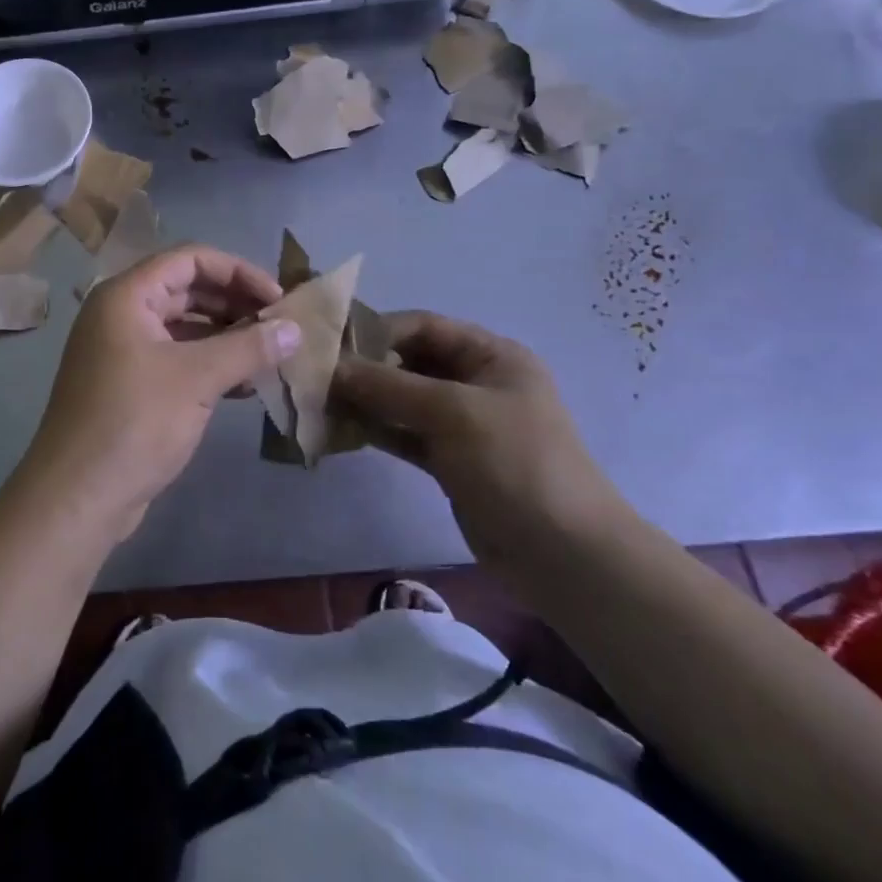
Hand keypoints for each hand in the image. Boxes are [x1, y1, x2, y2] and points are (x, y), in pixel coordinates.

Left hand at [18, 244, 298, 538]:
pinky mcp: (130, 385)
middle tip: (280, 326)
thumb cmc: (134, 422)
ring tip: (270, 355)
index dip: (238, 272)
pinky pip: (177, 358)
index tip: (277, 299)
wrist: (78, 496)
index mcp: (127, 296)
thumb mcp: (197, 379)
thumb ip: (249, 348)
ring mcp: (123, 351)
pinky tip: (245, 385)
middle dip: (235, 304)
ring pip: (184, 326)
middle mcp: (121, 314)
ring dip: (226, 336)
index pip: (190, 259)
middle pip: (187, 289)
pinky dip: (210, 364)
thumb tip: (296, 329)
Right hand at [331, 312, 634, 578]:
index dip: (376, 330)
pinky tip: (339, 431)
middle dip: (365, 368)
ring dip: (365, 400)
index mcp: (491, 356)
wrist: (564, 555)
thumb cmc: (515, 463)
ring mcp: (462, 423)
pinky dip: (375, 429)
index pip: (423, 326)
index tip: (330, 346)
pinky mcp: (450, 460)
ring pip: (402, 400)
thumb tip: (329, 367)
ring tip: (318, 403)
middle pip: (409, 361)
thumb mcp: (452, 412)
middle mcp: (476, 382)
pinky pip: (404, 433)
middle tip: (316, 378)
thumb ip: (388, 386)